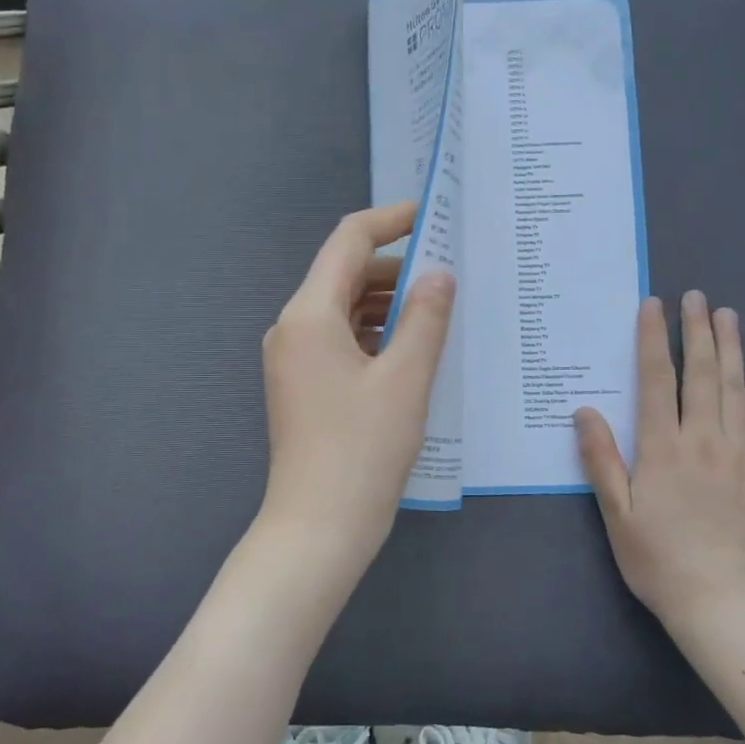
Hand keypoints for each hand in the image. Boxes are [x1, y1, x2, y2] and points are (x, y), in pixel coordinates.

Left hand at [257, 202, 455, 580]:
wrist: (318, 527)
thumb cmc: (362, 450)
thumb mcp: (405, 379)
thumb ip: (425, 317)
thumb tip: (439, 272)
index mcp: (309, 314)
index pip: (349, 241)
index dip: (391, 220)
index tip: (433, 216)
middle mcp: (293, 327)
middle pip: (345, 274)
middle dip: (396, 267)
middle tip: (451, 273)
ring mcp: (294, 358)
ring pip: (345, 309)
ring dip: (388, 303)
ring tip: (440, 310)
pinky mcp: (303, 384)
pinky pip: (341, 340)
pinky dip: (375, 334)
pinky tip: (413, 348)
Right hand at [574, 291, 744, 632]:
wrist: (721, 600)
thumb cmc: (657, 557)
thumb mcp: (616, 512)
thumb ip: (601, 459)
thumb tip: (584, 410)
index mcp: (663, 448)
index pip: (657, 380)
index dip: (654, 339)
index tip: (653, 306)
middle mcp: (704, 440)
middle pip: (701, 374)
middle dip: (697, 331)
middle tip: (696, 296)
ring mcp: (739, 453)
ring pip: (735, 388)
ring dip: (731, 348)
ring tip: (727, 315)